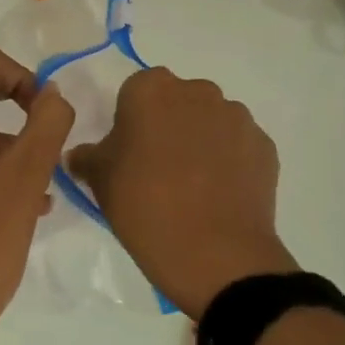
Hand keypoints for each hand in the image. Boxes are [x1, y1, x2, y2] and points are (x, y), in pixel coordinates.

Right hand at [67, 67, 294, 318]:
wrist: (215, 254)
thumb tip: (79, 154)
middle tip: (158, 167)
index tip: (129, 151)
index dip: (131, 119)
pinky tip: (219, 194)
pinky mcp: (264, 146)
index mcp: (151, 90)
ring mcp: (236, 117)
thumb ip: (88, 158)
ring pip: (211, 120)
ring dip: (201, 140)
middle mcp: (197, 92)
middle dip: (169, 124)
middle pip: (177, 100)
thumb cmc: (145, 207)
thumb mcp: (100, 182)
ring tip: (194, 186)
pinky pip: (238, 145)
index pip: (136, 91)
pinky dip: (229, 161)